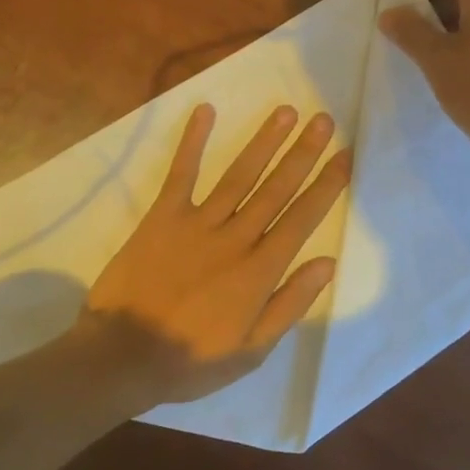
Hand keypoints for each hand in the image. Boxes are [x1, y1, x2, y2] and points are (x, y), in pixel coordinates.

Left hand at [84, 103, 351, 403]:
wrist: (123, 355)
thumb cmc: (192, 358)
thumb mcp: (252, 350)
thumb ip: (290, 304)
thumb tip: (327, 263)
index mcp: (259, 271)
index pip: (301, 219)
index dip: (326, 186)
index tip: (345, 156)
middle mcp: (235, 238)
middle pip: (276, 188)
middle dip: (303, 152)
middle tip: (323, 119)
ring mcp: (197, 223)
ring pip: (239, 175)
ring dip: (264, 141)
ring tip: (286, 111)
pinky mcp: (162, 217)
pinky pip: (181, 173)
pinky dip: (193, 141)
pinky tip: (206, 111)